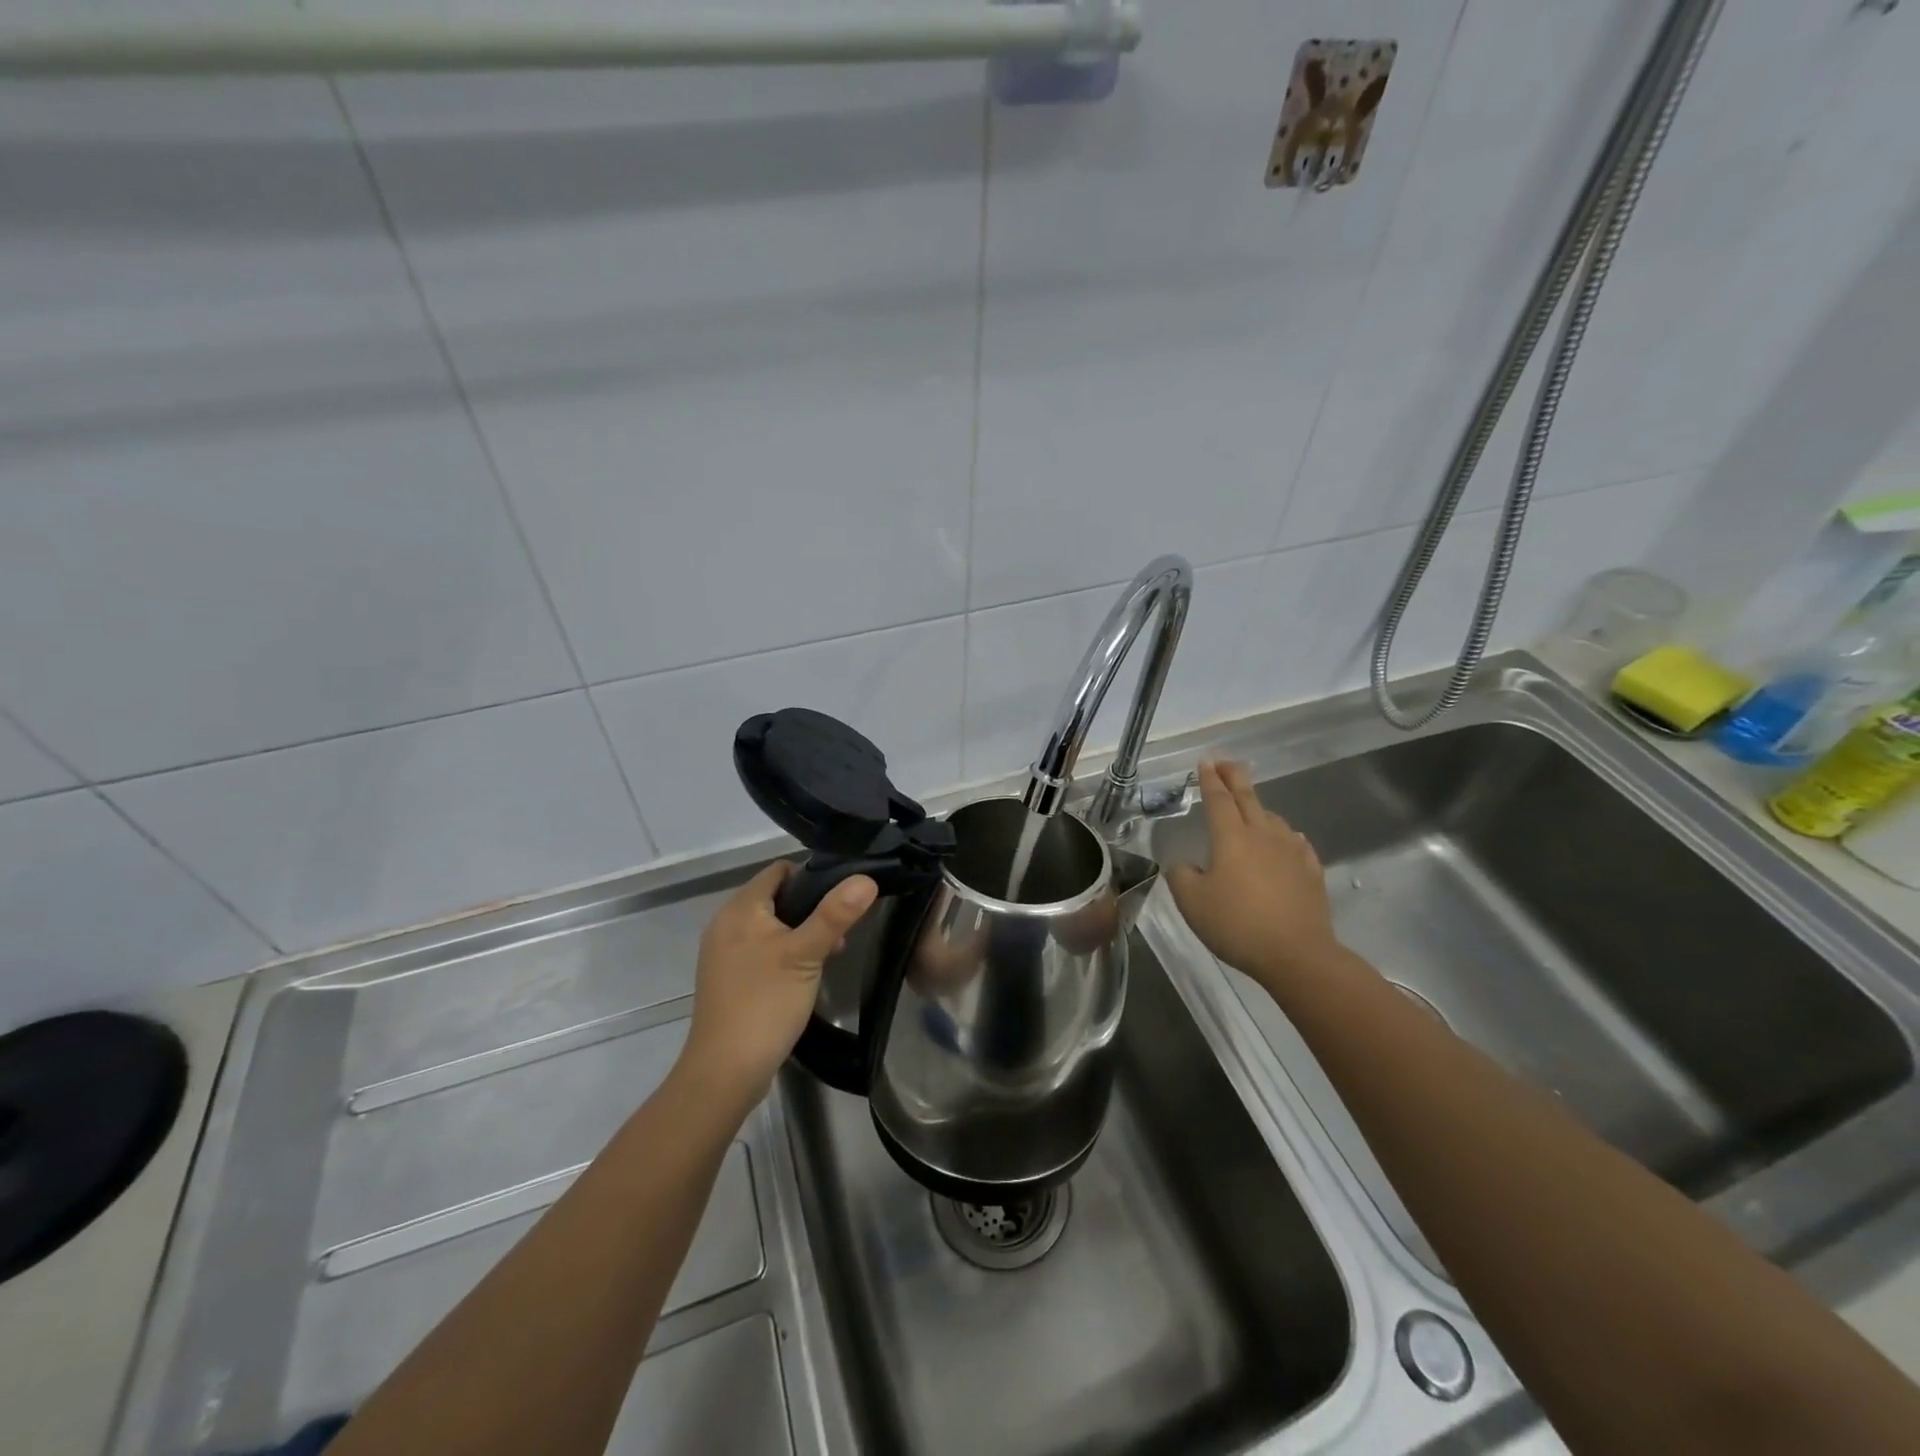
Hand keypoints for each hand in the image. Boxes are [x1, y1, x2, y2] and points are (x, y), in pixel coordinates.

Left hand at [680, 862, 876, 1106]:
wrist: (725, 1072)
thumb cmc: (765, 1003)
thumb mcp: (806, 954)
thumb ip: (835, 914)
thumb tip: (865, 878)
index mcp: (740, 909)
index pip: (779, 870)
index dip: (812, 875)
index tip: (842, 896)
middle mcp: (726, 924)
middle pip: (776, 897)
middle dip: (811, 908)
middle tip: (841, 931)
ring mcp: (724, 953)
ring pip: (771, 926)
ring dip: (801, 933)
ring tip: (829, 954)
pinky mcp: (728, 979)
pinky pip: (762, 950)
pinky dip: (785, 953)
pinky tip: (805, 975)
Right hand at [1166, 760, 1341, 989]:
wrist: (1297, 954)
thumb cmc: (1237, 924)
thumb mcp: (1192, 903)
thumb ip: (1181, 877)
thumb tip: (1183, 864)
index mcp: (1231, 838)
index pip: (1218, 799)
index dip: (1209, 780)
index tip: (1205, 762)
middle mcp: (1262, 835)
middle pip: (1248, 797)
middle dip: (1235, 777)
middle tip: (1226, 762)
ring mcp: (1291, 852)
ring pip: (1272, 818)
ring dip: (1258, 807)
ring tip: (1250, 808)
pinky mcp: (1311, 872)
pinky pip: (1296, 843)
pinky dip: (1284, 835)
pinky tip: (1286, 840)